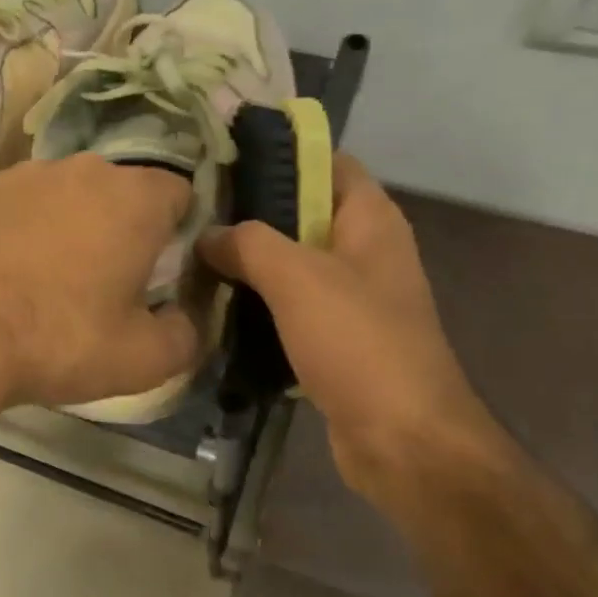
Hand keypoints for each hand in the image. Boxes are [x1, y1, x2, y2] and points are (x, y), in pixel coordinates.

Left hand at [0, 154, 202, 414]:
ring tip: (50, 273)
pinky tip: (6, 264)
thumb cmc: (62, 341)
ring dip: (71, 221)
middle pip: (122, 190)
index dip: (177, 231)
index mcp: (135, 199)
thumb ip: (189, 333)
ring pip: (67, 191)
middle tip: (107, 277)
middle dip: (123, 225)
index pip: (179, 193)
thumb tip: (189, 316)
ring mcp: (25, 172)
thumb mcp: (146, 359)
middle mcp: (84, 168)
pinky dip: (22, 223)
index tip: (160, 269)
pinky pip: (18, 200)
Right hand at [199, 154, 503, 504]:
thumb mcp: (298, 278)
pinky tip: (217, 307)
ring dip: (251, 263)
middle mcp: (366, 251)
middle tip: (194, 214)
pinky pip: (293, 308)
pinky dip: (260, 305)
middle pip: (304, 214)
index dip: (279, 156)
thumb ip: (249, 244)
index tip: (222, 160)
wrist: (403, 440)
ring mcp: (354, 298)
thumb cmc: (358, 343)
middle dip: (252, 213)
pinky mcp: (339, 340)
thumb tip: (209, 234)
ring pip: (294, 265)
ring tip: (194, 256)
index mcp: (371, 220)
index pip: (326, 163)